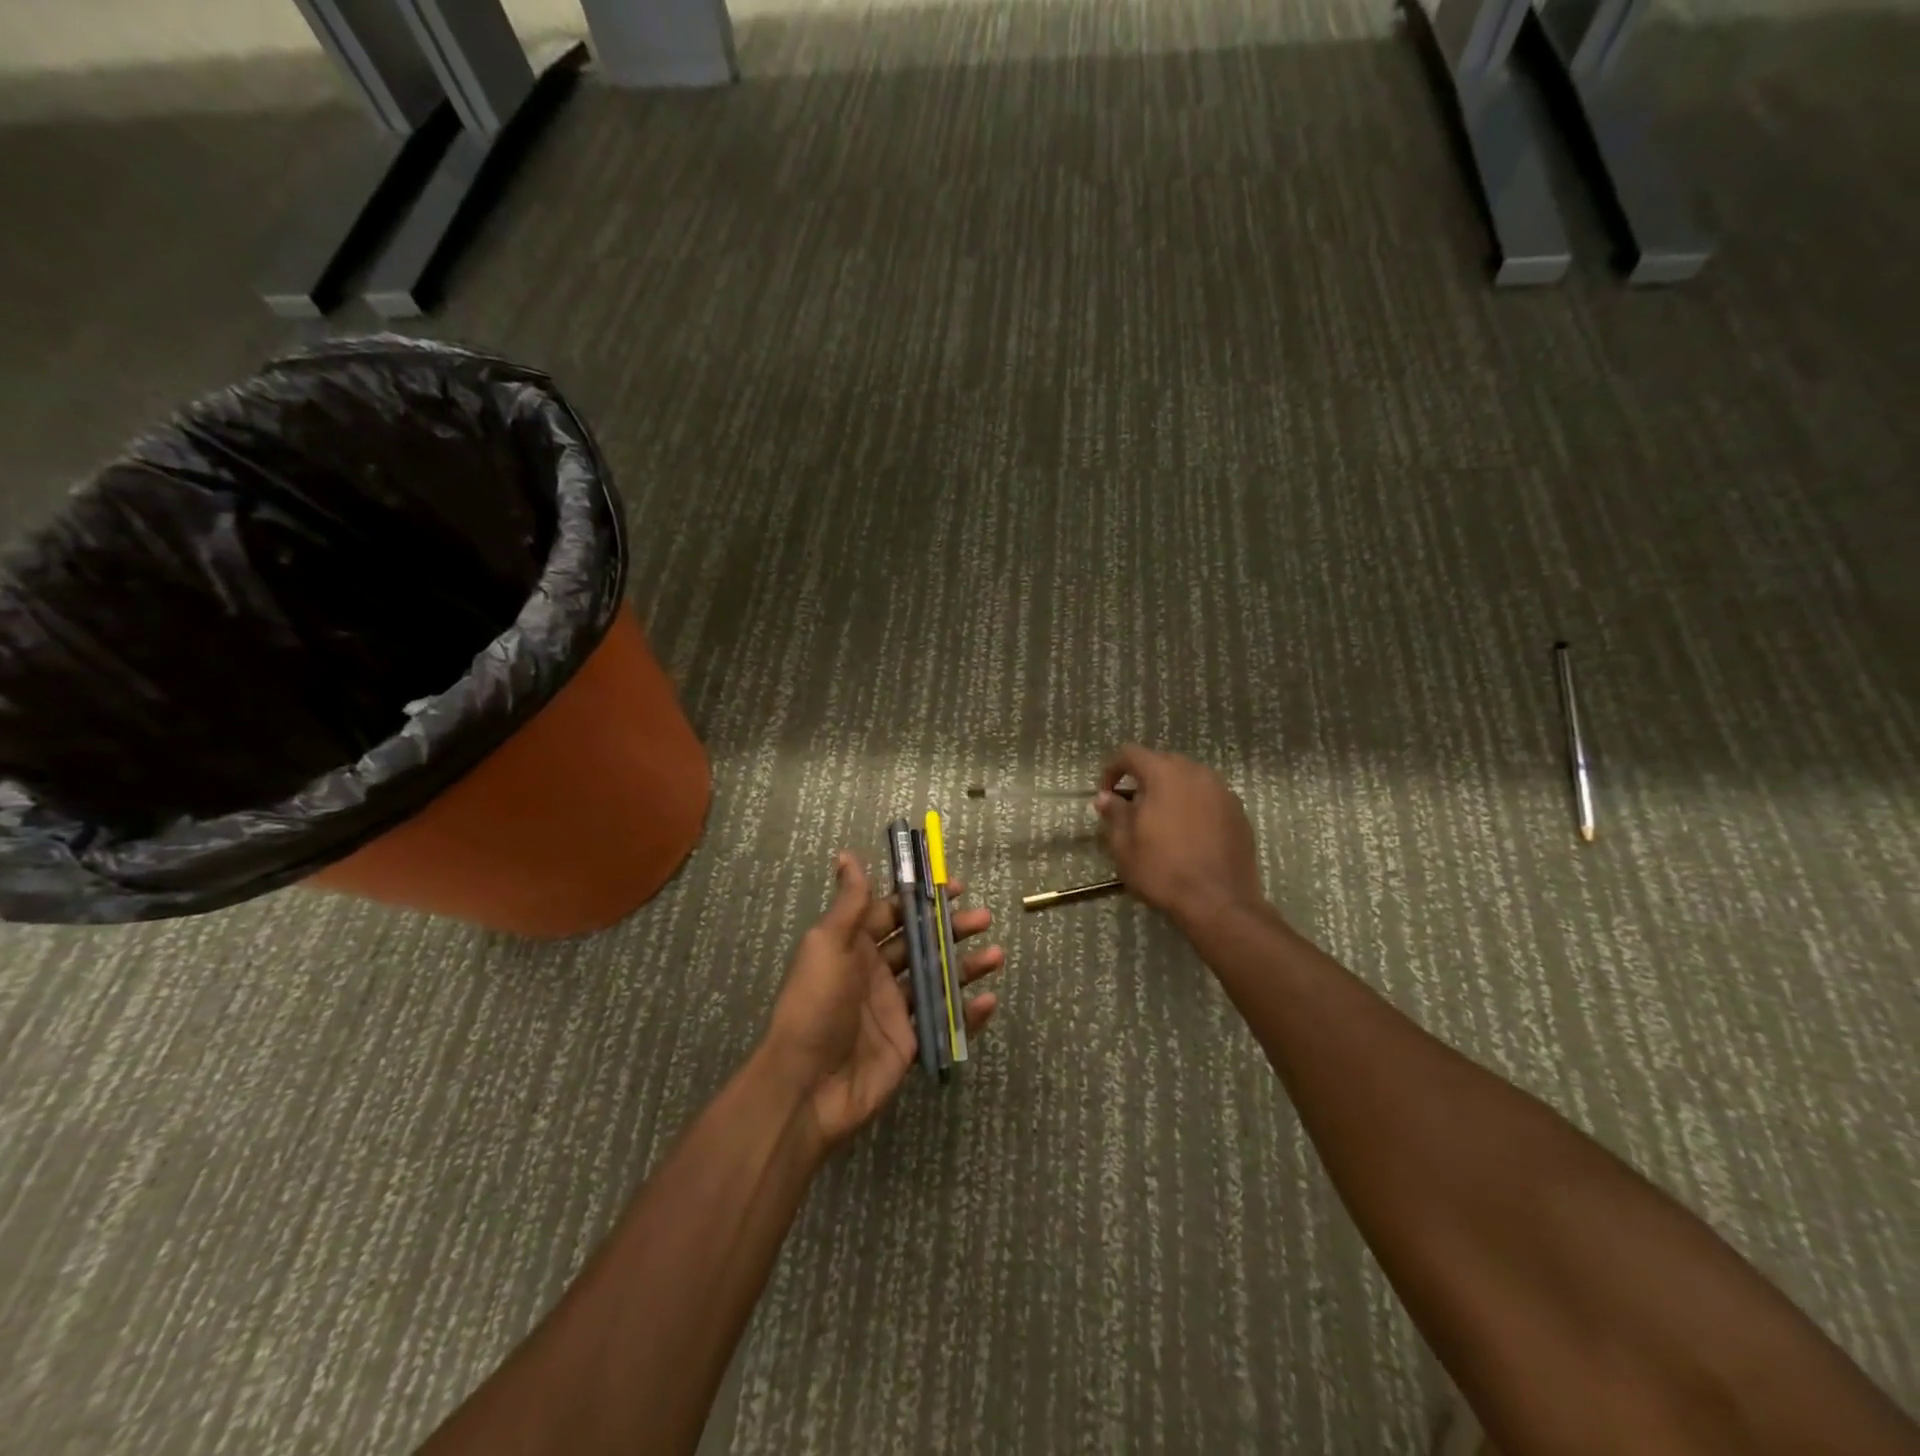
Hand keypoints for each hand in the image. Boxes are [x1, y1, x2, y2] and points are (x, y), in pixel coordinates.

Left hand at [764, 852, 1002, 1148]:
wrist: (806, 1086)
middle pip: (922, 944)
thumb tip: (847, 855)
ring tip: (996, 955)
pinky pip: (944, 1022)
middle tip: (984, 919)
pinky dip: (968, 1013)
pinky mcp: (909, 1044)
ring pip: (938, 980)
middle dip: (952, 929)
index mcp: (855, 947)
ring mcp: (894, 1011)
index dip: (922, 899)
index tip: (955, 887)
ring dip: (966, 966)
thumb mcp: (828, 944)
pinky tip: (989, 1001)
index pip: (894, 914)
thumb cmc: (816, 1004)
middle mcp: (876, 974)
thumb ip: (850, 902)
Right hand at [1094, 744, 1266, 930]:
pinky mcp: (1239, 812)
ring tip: (1161, 821)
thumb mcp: (1125, 846)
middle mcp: (1196, 773)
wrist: (1219, 902)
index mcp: (1165, 775)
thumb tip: (1106, 797)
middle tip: (1133, 809)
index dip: (1112, 769)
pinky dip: (1194, 806)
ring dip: (1170, 791)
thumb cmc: (1163, 871)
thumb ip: (1114, 814)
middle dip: (1143, 779)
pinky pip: (1209, 797)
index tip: (1106, 795)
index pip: (1130, 753)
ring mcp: (1222, 791)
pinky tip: (1189, 834)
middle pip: (1162, 762)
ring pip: (1189, 779)